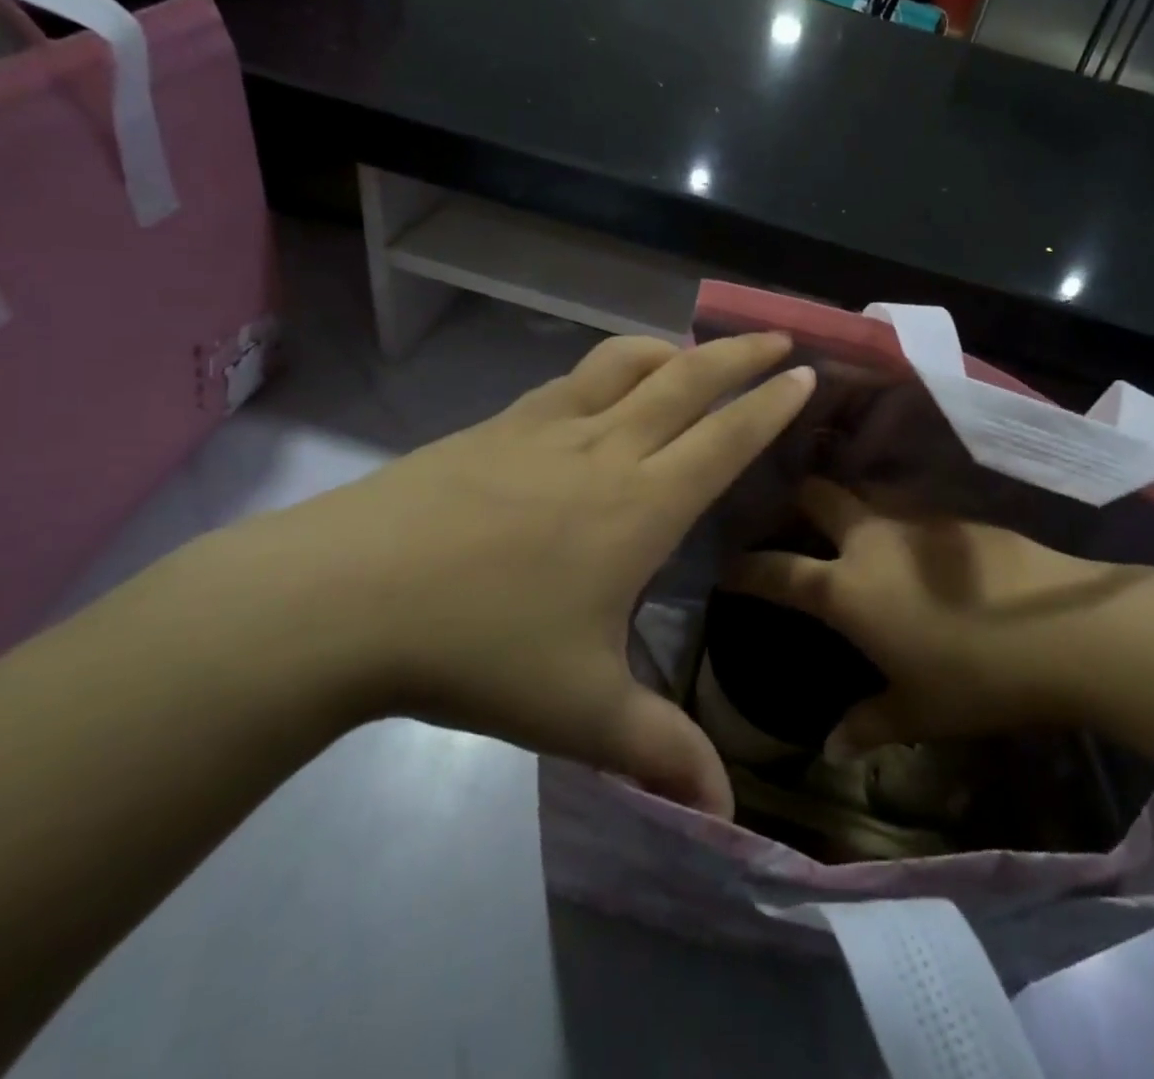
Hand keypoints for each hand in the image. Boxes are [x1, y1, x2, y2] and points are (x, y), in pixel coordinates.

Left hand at [218, 333, 814, 817]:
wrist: (345, 597)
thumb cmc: (478, 649)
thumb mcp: (580, 714)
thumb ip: (660, 755)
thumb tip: (725, 816)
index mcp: (639, 507)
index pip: (725, 440)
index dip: (772, 405)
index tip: (808, 374)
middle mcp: (604, 450)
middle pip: (687, 381)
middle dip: (742, 355)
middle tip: (779, 337)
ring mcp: (545, 428)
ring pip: (625, 364)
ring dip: (671, 350)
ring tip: (693, 353)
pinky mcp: (497, 425)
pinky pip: (571, 381)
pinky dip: (608, 369)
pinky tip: (602, 390)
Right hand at [721, 480, 1153, 752]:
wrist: (1064, 630)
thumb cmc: (976, 677)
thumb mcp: (917, 712)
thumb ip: (867, 724)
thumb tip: (831, 748)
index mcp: (846, 589)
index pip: (776, 571)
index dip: (744, 567)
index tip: (726, 564)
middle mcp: (870, 539)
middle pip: (815, 495)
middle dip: (793, 500)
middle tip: (786, 518)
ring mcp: (914, 519)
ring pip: (862, 490)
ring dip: (846, 501)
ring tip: (844, 524)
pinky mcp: (955, 515)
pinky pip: (906, 503)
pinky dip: (891, 513)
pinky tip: (907, 541)